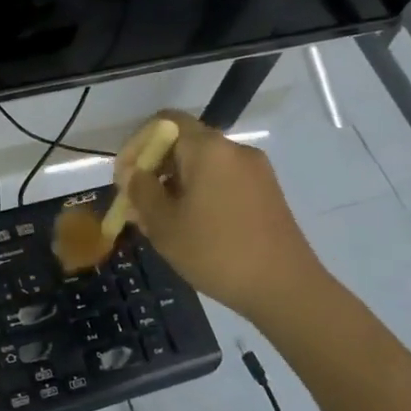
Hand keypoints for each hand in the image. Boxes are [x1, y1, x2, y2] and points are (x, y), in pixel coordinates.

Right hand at [114, 109, 326, 322]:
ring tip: (159, 222)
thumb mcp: (164, 224)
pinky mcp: (266, 192)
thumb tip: (135, 175)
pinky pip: (222, 180)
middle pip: (183, 143)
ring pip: (202, 165)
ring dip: (175, 185)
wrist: (285, 288)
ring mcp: (255, 171)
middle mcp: (234, 150)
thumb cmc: (216, 252)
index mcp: (208, 149)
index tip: (125, 178)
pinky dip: (199, 193)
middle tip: (136, 204)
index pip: (164, 121)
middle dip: (154, 169)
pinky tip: (190, 227)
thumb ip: (142, 191)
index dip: (137, 144)